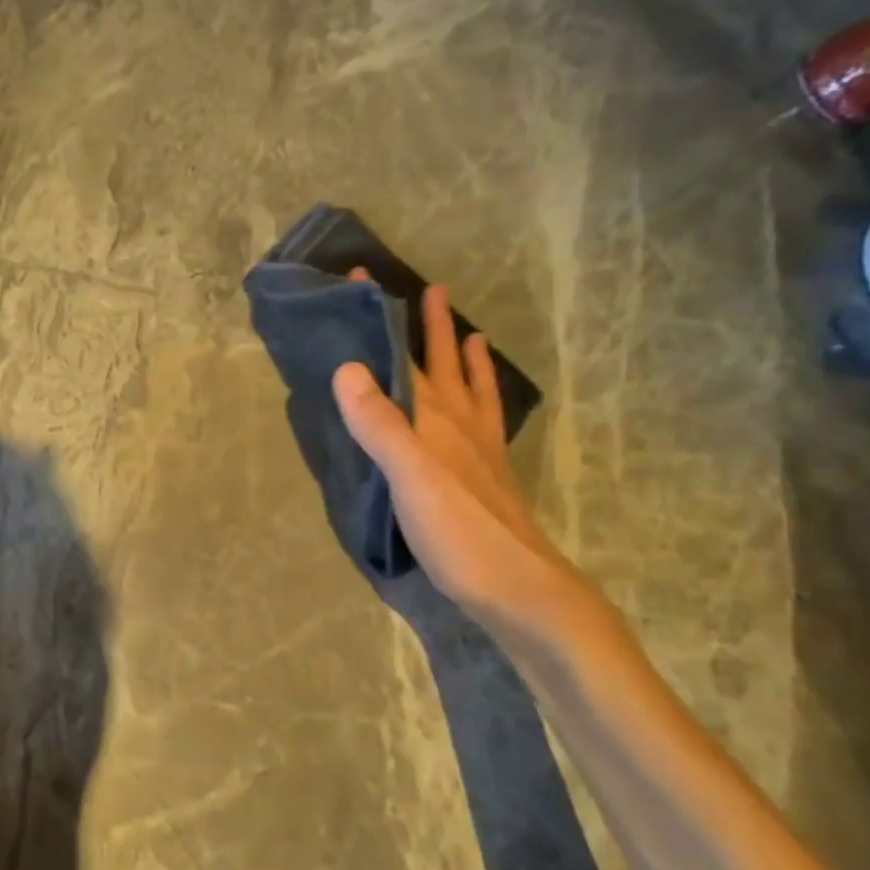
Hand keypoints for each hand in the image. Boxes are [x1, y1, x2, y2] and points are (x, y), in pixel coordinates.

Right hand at [332, 277, 594, 645]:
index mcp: (435, 419)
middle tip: (422, 288)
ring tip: (462, 329)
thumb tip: (348, 367)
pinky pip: (484, 420)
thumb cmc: (458, 533)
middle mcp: (459, 424)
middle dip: (425, 326)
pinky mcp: (485, 474)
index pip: (403, 355)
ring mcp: (477, 449)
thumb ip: (380, 424)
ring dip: (460, 356)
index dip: (384, 318)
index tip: (364, 279)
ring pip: (468, 388)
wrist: (520, 589)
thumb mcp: (409, 477)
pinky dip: (482, 399)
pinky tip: (480, 402)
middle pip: (439, 363)